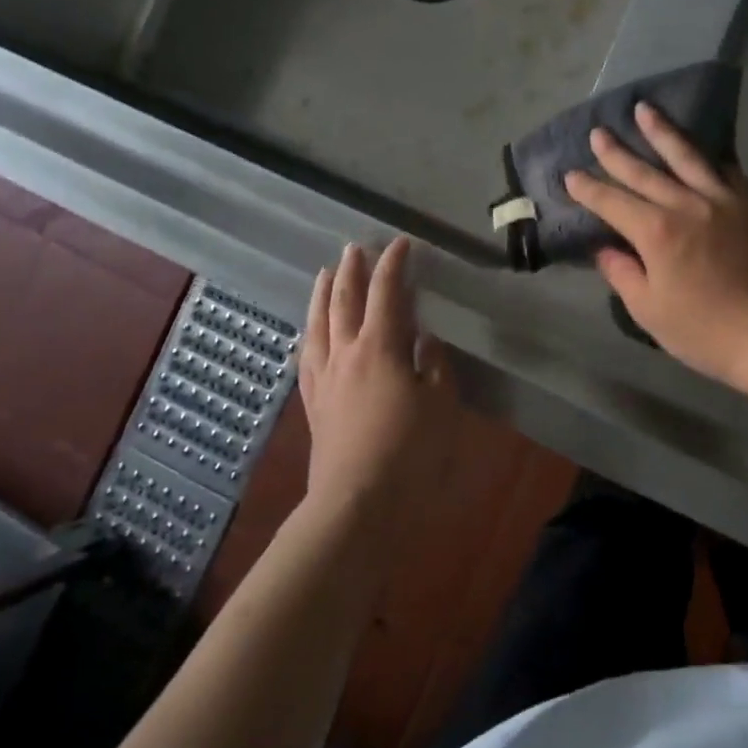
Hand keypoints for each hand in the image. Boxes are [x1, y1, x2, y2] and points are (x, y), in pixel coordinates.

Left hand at [299, 239, 457, 535]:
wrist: (357, 503)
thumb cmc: (409, 453)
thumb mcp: (441, 406)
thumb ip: (434, 368)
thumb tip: (424, 342)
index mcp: (381, 348)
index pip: (387, 294)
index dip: (394, 266)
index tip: (401, 244)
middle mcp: (346, 354)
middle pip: (344, 301)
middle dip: (352, 271)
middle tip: (355, 248)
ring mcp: (325, 378)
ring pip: (318, 324)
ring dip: (323, 294)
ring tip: (325, 274)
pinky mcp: (313, 404)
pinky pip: (307, 357)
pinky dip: (309, 335)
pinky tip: (309, 333)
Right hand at [564, 102, 747, 383]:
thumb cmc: (703, 330)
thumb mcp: (648, 309)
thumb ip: (622, 273)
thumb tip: (605, 249)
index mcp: (656, 232)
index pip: (612, 202)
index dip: (588, 189)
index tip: (571, 175)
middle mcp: (685, 204)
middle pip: (644, 171)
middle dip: (616, 153)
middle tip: (598, 132)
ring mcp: (721, 200)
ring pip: (686, 157)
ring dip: (662, 132)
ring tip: (644, 110)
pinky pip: (725, 170)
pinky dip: (708, 156)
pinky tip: (699, 148)